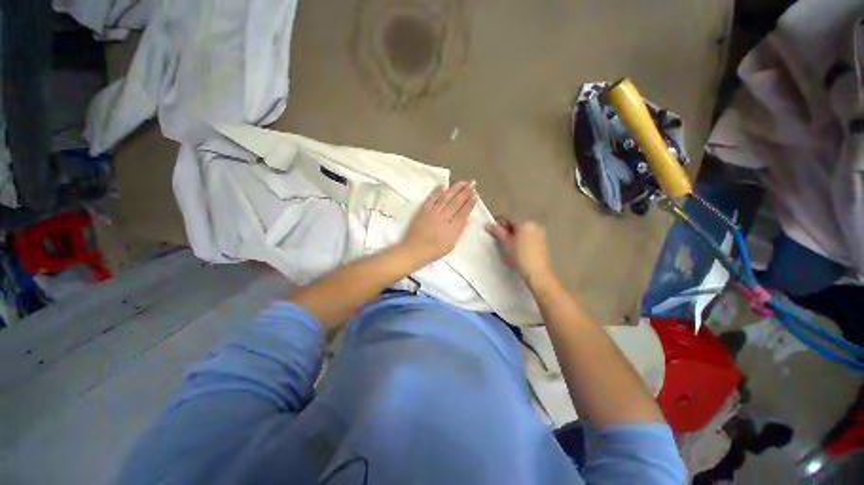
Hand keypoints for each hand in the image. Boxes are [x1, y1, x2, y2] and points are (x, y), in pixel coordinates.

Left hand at [402, 181, 476, 263]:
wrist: (415, 250)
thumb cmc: (434, 250)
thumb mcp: (451, 245)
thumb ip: (460, 231)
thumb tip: (467, 219)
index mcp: (453, 227)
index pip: (464, 211)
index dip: (470, 203)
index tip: (476, 195)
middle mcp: (444, 217)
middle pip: (457, 202)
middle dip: (466, 191)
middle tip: (472, 183)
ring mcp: (433, 212)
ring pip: (446, 197)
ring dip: (455, 188)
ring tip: (462, 182)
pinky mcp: (424, 210)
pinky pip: (432, 198)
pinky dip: (437, 191)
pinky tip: (443, 185)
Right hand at [486, 217, 553, 283]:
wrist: (536, 272)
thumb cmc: (520, 256)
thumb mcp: (505, 243)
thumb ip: (497, 232)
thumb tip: (488, 225)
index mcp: (525, 223)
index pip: (508, 219)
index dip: (497, 223)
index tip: (490, 228)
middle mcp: (534, 226)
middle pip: (515, 225)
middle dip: (505, 230)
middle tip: (496, 239)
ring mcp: (539, 234)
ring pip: (521, 232)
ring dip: (513, 236)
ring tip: (505, 246)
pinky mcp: (542, 243)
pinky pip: (527, 238)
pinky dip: (520, 241)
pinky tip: (515, 250)